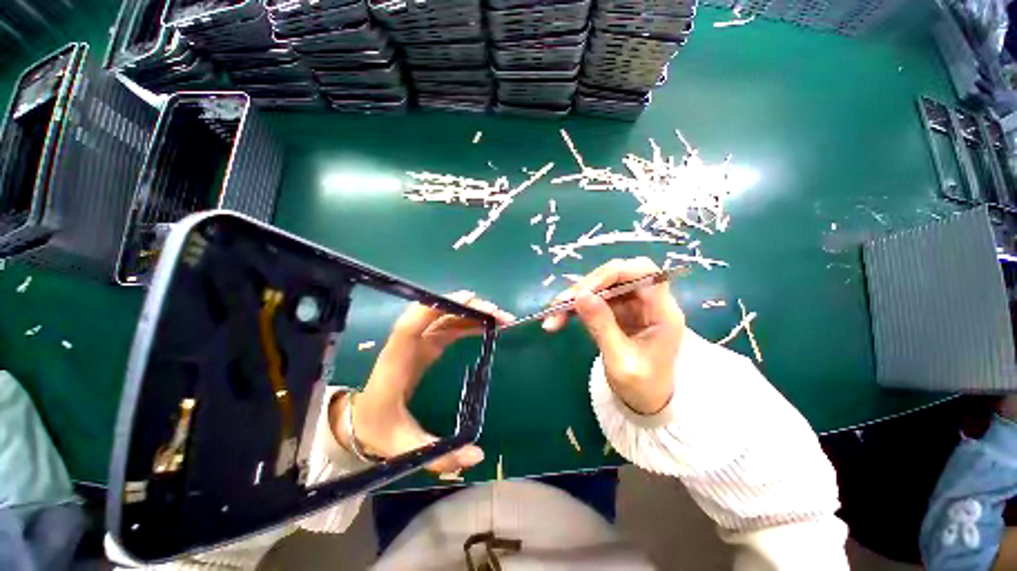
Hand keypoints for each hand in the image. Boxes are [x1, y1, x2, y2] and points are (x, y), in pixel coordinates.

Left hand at [331, 291, 513, 473]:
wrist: (364, 421)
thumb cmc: (379, 430)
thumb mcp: (405, 448)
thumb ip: (438, 456)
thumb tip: (478, 456)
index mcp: (395, 363)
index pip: (409, 327)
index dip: (433, 309)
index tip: (465, 301)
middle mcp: (407, 344)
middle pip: (434, 315)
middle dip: (466, 309)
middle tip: (497, 313)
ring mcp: (418, 342)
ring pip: (446, 317)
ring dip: (472, 313)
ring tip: (501, 318)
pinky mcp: (427, 345)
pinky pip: (449, 327)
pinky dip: (469, 323)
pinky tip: (487, 326)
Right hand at [542, 257, 684, 414]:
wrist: (646, 401)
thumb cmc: (642, 386)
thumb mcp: (620, 360)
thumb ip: (602, 326)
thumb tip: (580, 295)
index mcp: (662, 312)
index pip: (642, 272)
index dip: (612, 273)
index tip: (584, 290)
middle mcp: (648, 301)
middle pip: (617, 275)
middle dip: (587, 286)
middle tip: (561, 304)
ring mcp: (631, 305)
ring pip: (601, 286)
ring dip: (575, 297)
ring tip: (553, 315)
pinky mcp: (617, 311)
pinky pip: (594, 299)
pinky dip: (575, 307)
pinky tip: (559, 317)